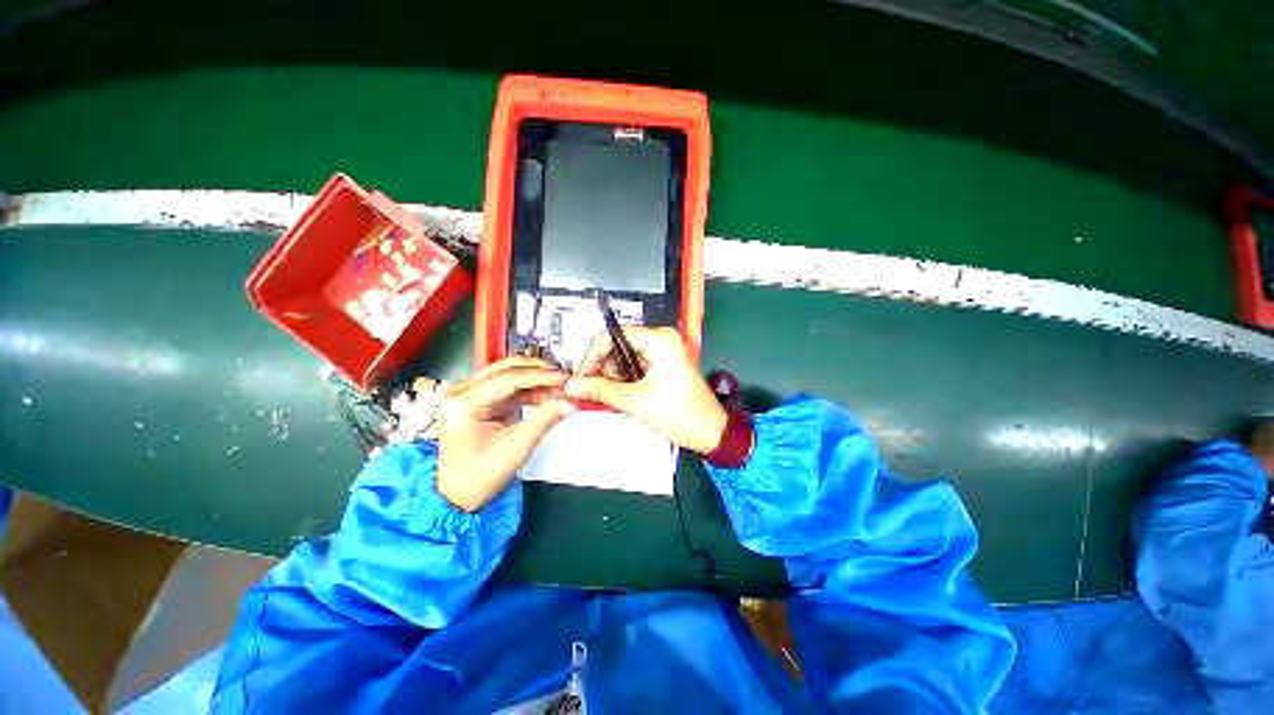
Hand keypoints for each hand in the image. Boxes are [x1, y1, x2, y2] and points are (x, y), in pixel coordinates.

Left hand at [437, 357, 572, 511]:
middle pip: (506, 368)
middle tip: (564, 379)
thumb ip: (543, 421)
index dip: (540, 376)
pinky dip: (530, 388)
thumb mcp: (515, 449)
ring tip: (559, 387)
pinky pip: (509, 386)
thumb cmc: (478, 477)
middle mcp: (461, 393)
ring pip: (509, 373)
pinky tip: (547, 393)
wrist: (457, 494)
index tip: (564, 378)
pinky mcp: (479, 399)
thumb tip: (568, 403)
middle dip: (538, 372)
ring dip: (536, 379)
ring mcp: (468, 394)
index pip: (507, 379)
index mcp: (463, 404)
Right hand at [565, 327, 727, 453]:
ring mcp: (663, 351)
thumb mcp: (636, 402)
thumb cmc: (682, 414)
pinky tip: (621, 396)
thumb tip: (573, 385)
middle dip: (602, 369)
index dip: (591, 356)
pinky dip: (623, 380)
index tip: (581, 376)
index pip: (612, 336)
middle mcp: (661, 340)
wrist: (710, 432)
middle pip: (617, 346)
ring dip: (612, 377)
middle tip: (592, 391)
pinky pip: (634, 366)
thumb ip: (601, 391)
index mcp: (659, 340)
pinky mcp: (663, 364)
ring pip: (623, 357)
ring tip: (609, 397)